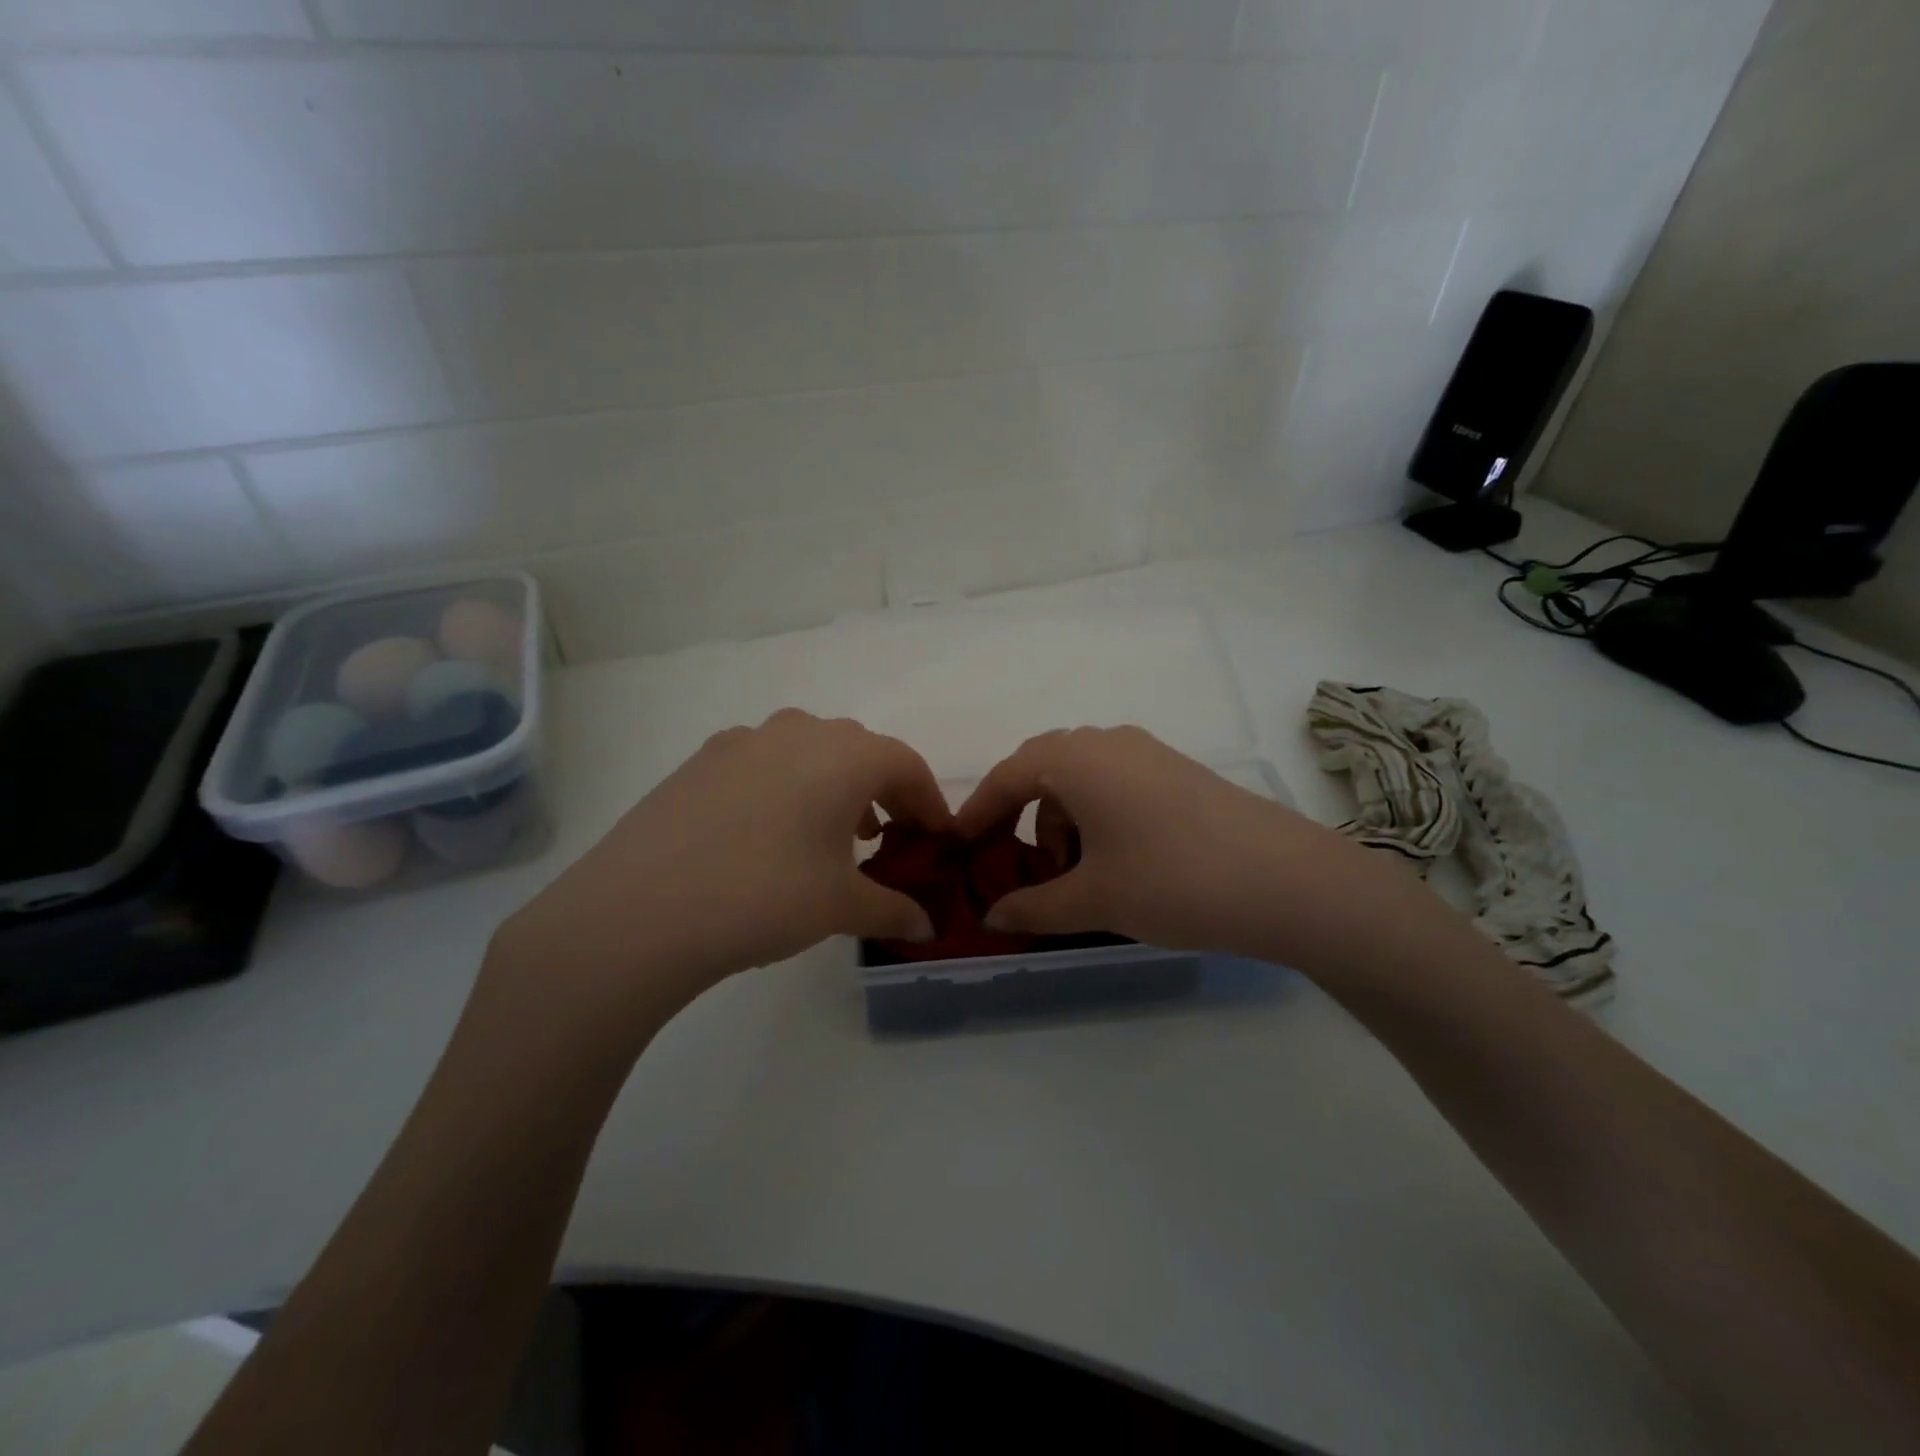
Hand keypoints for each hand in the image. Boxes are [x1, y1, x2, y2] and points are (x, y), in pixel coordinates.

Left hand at [490, 710, 950, 1018]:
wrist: (640, 910)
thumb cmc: (765, 897)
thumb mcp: (840, 908)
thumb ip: (893, 910)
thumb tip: (926, 928)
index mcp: (843, 755)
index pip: (906, 764)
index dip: (930, 800)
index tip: (937, 837)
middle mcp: (797, 731)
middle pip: (859, 750)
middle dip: (882, 790)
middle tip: (886, 837)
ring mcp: (742, 741)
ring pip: (808, 751)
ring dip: (832, 785)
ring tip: (831, 836)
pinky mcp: (700, 761)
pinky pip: (763, 762)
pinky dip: (785, 787)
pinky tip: (769, 834)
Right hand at [956, 726, 1450, 972]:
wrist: (1288, 882)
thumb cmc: (1172, 882)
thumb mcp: (1094, 900)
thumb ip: (1034, 906)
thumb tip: (992, 918)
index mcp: (1076, 758)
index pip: (1007, 777)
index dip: (977, 813)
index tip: (956, 845)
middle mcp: (1108, 742)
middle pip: (1043, 770)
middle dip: (1019, 815)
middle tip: (1012, 863)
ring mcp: (1149, 753)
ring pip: (1082, 778)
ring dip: (1061, 819)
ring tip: (1071, 874)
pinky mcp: (1179, 771)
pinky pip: (1117, 783)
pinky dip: (1097, 816)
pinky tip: (1114, 861)